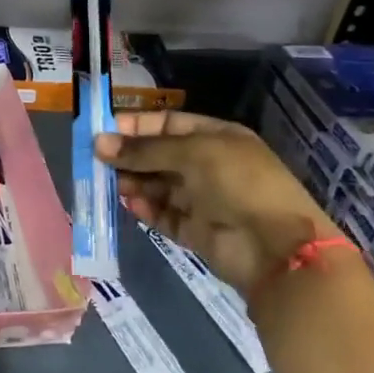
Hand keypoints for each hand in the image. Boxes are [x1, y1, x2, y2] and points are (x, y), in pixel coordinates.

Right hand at [95, 110, 332, 291]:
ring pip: (159, 186)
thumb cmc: (238, 183)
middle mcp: (209, 166)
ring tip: (110, 184)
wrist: (276, 248)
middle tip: (97, 160)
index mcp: (216, 138)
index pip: (168, 124)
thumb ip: (144, 150)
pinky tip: (130, 206)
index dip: (136, 126)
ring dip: (135, 183)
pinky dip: (147, 211)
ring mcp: (204, 200)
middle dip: (130, 157)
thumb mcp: (191, 153)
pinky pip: (165, 216)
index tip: (103, 131)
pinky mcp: (198, 231)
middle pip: (160, 156)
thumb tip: (98, 143)